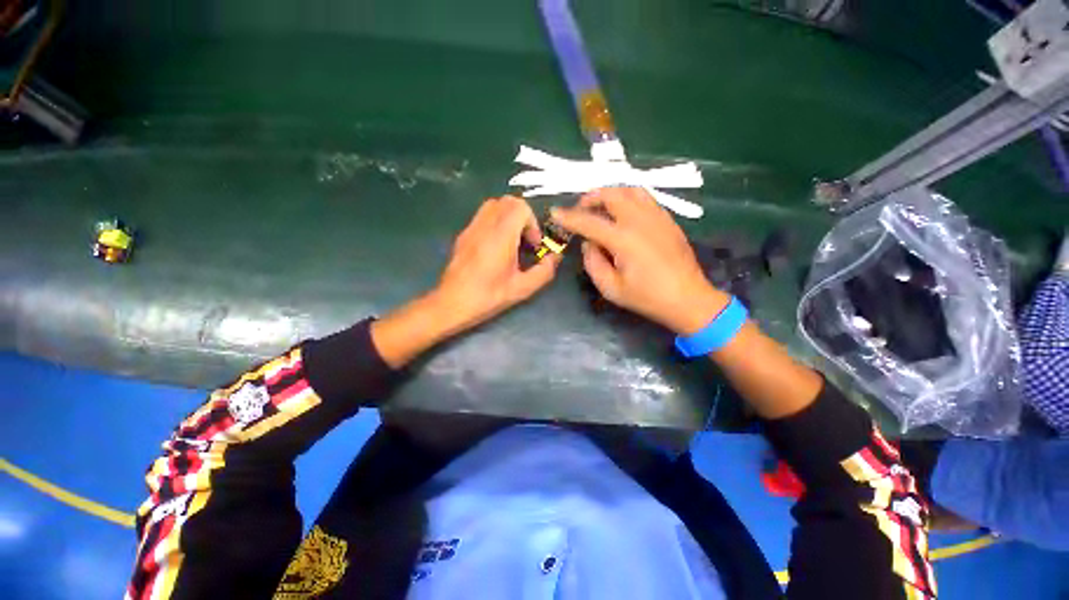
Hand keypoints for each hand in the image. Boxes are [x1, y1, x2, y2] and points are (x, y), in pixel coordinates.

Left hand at [432, 196, 560, 332]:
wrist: (452, 303)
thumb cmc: (488, 297)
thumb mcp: (522, 289)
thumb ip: (543, 271)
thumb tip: (555, 257)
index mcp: (500, 237)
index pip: (520, 207)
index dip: (532, 223)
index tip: (533, 245)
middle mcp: (485, 226)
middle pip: (508, 201)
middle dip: (523, 217)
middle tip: (525, 241)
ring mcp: (471, 228)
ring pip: (493, 205)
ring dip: (509, 217)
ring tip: (513, 241)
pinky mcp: (463, 234)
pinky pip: (483, 216)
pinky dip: (496, 222)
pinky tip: (497, 247)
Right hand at [551, 187, 728, 334]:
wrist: (688, 299)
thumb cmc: (647, 298)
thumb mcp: (610, 288)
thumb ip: (593, 262)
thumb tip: (589, 243)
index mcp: (623, 239)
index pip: (588, 222)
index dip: (568, 217)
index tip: (555, 213)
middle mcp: (639, 220)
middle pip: (611, 195)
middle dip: (591, 198)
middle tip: (581, 210)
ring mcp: (657, 216)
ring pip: (629, 190)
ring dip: (610, 194)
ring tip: (601, 207)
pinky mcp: (667, 219)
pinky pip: (644, 198)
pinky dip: (628, 198)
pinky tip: (623, 212)